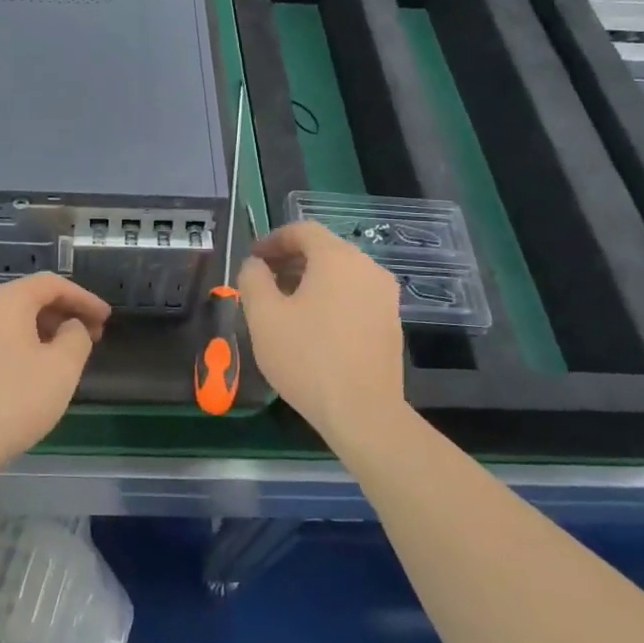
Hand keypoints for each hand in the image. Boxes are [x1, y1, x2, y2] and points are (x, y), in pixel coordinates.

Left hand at [0, 273, 110, 485]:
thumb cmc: (13, 402)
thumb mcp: (62, 368)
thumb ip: (77, 336)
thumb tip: (70, 326)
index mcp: (4, 300)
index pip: (51, 284)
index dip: (83, 298)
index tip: (106, 318)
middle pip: (29, 298)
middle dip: (64, 314)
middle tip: (92, 336)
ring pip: (11, 319)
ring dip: (43, 330)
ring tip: (67, 355)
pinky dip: (20, 343)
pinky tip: (34, 368)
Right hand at [238, 220, 403, 444]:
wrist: (363, 412)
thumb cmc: (307, 357)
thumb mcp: (263, 316)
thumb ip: (253, 278)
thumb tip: (255, 264)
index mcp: (338, 258)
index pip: (302, 230)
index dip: (272, 239)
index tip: (252, 259)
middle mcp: (368, 268)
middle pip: (324, 249)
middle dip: (289, 260)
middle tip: (263, 282)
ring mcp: (385, 296)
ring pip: (340, 273)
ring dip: (309, 280)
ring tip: (284, 306)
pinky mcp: (391, 322)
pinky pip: (354, 295)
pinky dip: (330, 298)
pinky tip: (312, 327)